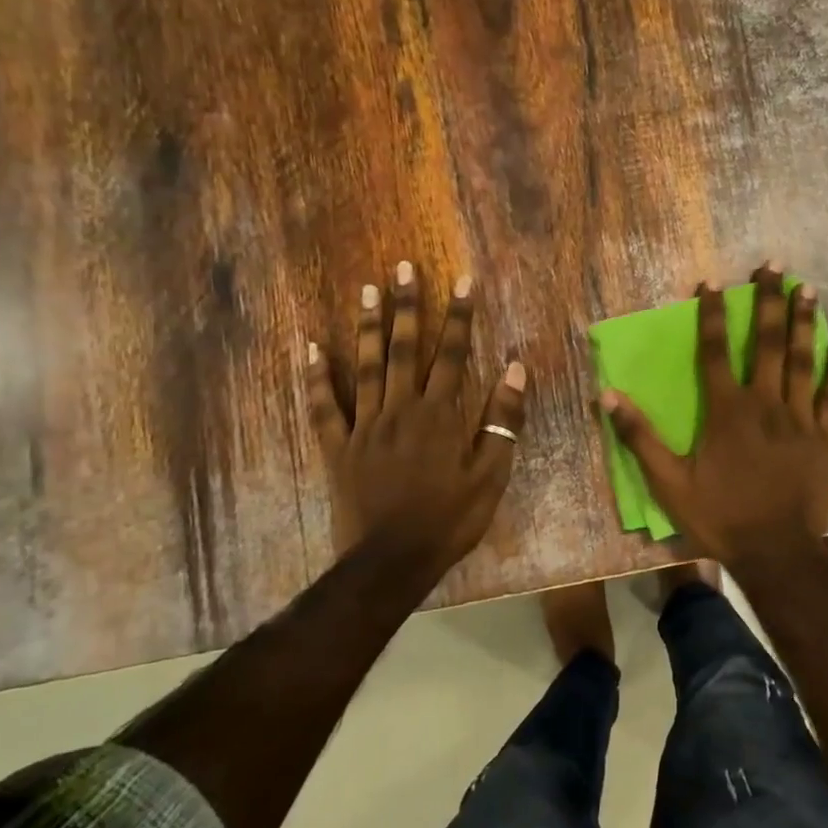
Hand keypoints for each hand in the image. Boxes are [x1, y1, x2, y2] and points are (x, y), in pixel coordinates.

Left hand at [306, 262, 526, 579]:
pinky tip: (311, 348)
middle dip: (408, 306)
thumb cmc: (449, 519)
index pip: (453, 354)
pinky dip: (316, 378)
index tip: (462, 281)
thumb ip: (502, 418)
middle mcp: (401, 408)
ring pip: (366, 366)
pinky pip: (324, 407)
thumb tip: (515, 367)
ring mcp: (364, 426)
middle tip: (403, 267)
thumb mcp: (491, 474)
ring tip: (369, 289)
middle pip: (405, 349)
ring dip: (369, 327)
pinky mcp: (337, 447)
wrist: (392, 560)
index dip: (459, 316)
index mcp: (440, 414)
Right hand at [599, 264, 827, 570]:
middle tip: (774, 266)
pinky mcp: (824, 437)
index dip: (712, 315)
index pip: (714, 351)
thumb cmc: (720, 517)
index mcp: (725, 411)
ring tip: (807, 288)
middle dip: (768, 301)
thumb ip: (640, 437)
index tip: (712, 283)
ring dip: (803, 322)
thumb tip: (607, 395)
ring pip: (801, 360)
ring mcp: (798, 418)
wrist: (776, 553)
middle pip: (765, 343)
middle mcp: (764, 403)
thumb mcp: (668, 483)